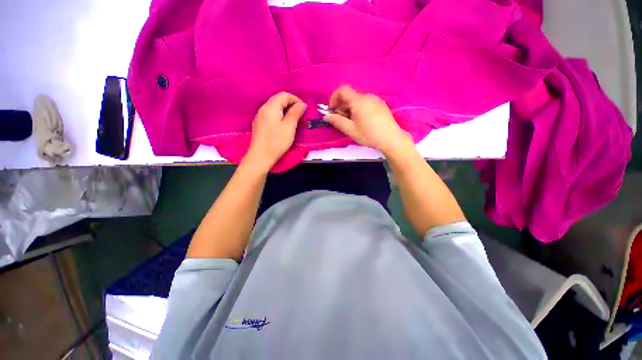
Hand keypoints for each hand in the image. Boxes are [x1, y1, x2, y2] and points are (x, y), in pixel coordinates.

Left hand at [244, 92, 306, 171]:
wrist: (260, 157)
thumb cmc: (276, 142)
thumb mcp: (289, 127)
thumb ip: (295, 113)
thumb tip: (302, 104)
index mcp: (270, 107)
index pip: (284, 95)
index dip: (296, 99)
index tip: (303, 109)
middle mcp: (263, 109)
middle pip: (278, 99)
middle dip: (290, 104)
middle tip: (300, 114)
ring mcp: (259, 117)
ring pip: (274, 107)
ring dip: (285, 110)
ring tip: (293, 120)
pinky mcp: (259, 125)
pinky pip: (270, 115)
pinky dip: (279, 116)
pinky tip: (283, 125)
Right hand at [323, 85, 412, 156]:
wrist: (391, 138)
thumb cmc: (369, 134)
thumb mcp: (351, 130)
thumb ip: (337, 121)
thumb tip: (326, 116)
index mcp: (359, 101)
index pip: (343, 90)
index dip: (334, 98)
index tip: (332, 110)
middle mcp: (367, 96)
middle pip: (350, 96)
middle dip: (342, 106)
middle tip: (341, 120)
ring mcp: (375, 100)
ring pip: (358, 100)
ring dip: (350, 108)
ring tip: (352, 123)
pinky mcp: (381, 105)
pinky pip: (366, 103)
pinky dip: (359, 109)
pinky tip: (362, 121)